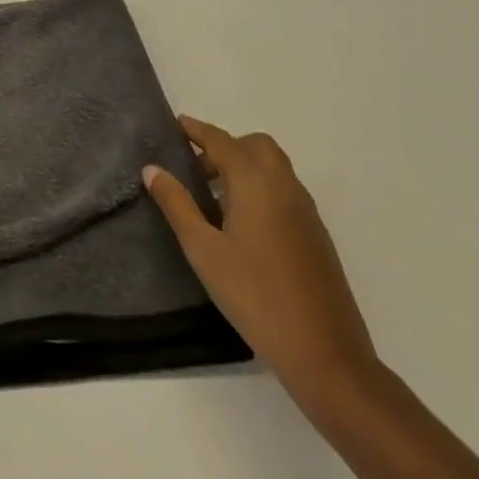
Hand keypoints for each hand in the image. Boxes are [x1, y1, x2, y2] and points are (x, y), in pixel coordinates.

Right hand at [143, 117, 375, 411]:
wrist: (326, 355)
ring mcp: (306, 212)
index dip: (198, 130)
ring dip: (246, 166)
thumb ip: (177, 205)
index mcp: (255, 183)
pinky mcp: (317, 236)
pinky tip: (244, 224)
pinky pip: (286, 191)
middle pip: (256, 146)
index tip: (177, 124)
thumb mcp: (203, 250)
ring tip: (216, 196)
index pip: (222, 141)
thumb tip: (152, 169)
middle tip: (198, 169)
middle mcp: (284, 187)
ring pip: (275, 168)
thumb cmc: (255, 296)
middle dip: (226, 146)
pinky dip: (262, 188)